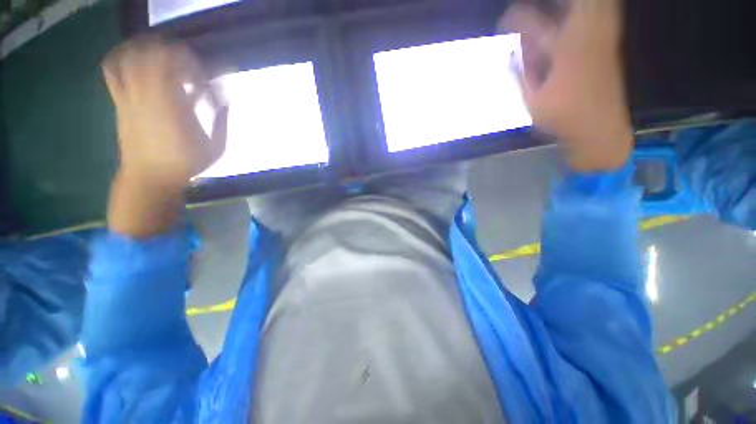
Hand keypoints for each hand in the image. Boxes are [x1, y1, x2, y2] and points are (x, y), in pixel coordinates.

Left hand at [102, 38, 226, 236]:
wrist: (149, 177)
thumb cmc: (186, 164)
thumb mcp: (216, 148)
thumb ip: (222, 122)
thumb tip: (225, 101)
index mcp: (176, 107)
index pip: (181, 68)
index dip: (194, 63)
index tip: (204, 75)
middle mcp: (149, 95)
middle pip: (153, 54)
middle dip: (172, 51)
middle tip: (185, 61)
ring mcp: (130, 97)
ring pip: (130, 56)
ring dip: (145, 47)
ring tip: (159, 51)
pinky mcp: (119, 102)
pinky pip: (112, 70)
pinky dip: (119, 56)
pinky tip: (130, 55)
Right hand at [500, 0, 632, 171]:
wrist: (600, 129)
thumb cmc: (563, 118)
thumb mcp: (532, 101)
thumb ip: (522, 75)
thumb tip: (512, 54)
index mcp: (564, 52)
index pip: (535, 24)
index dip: (516, 19)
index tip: (502, 22)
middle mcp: (585, 37)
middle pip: (574, 3)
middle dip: (549, 3)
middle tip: (531, 8)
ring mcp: (602, 39)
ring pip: (595, 5)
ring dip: (572, 4)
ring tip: (554, 8)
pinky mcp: (610, 45)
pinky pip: (606, 13)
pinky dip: (595, 8)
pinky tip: (584, 12)